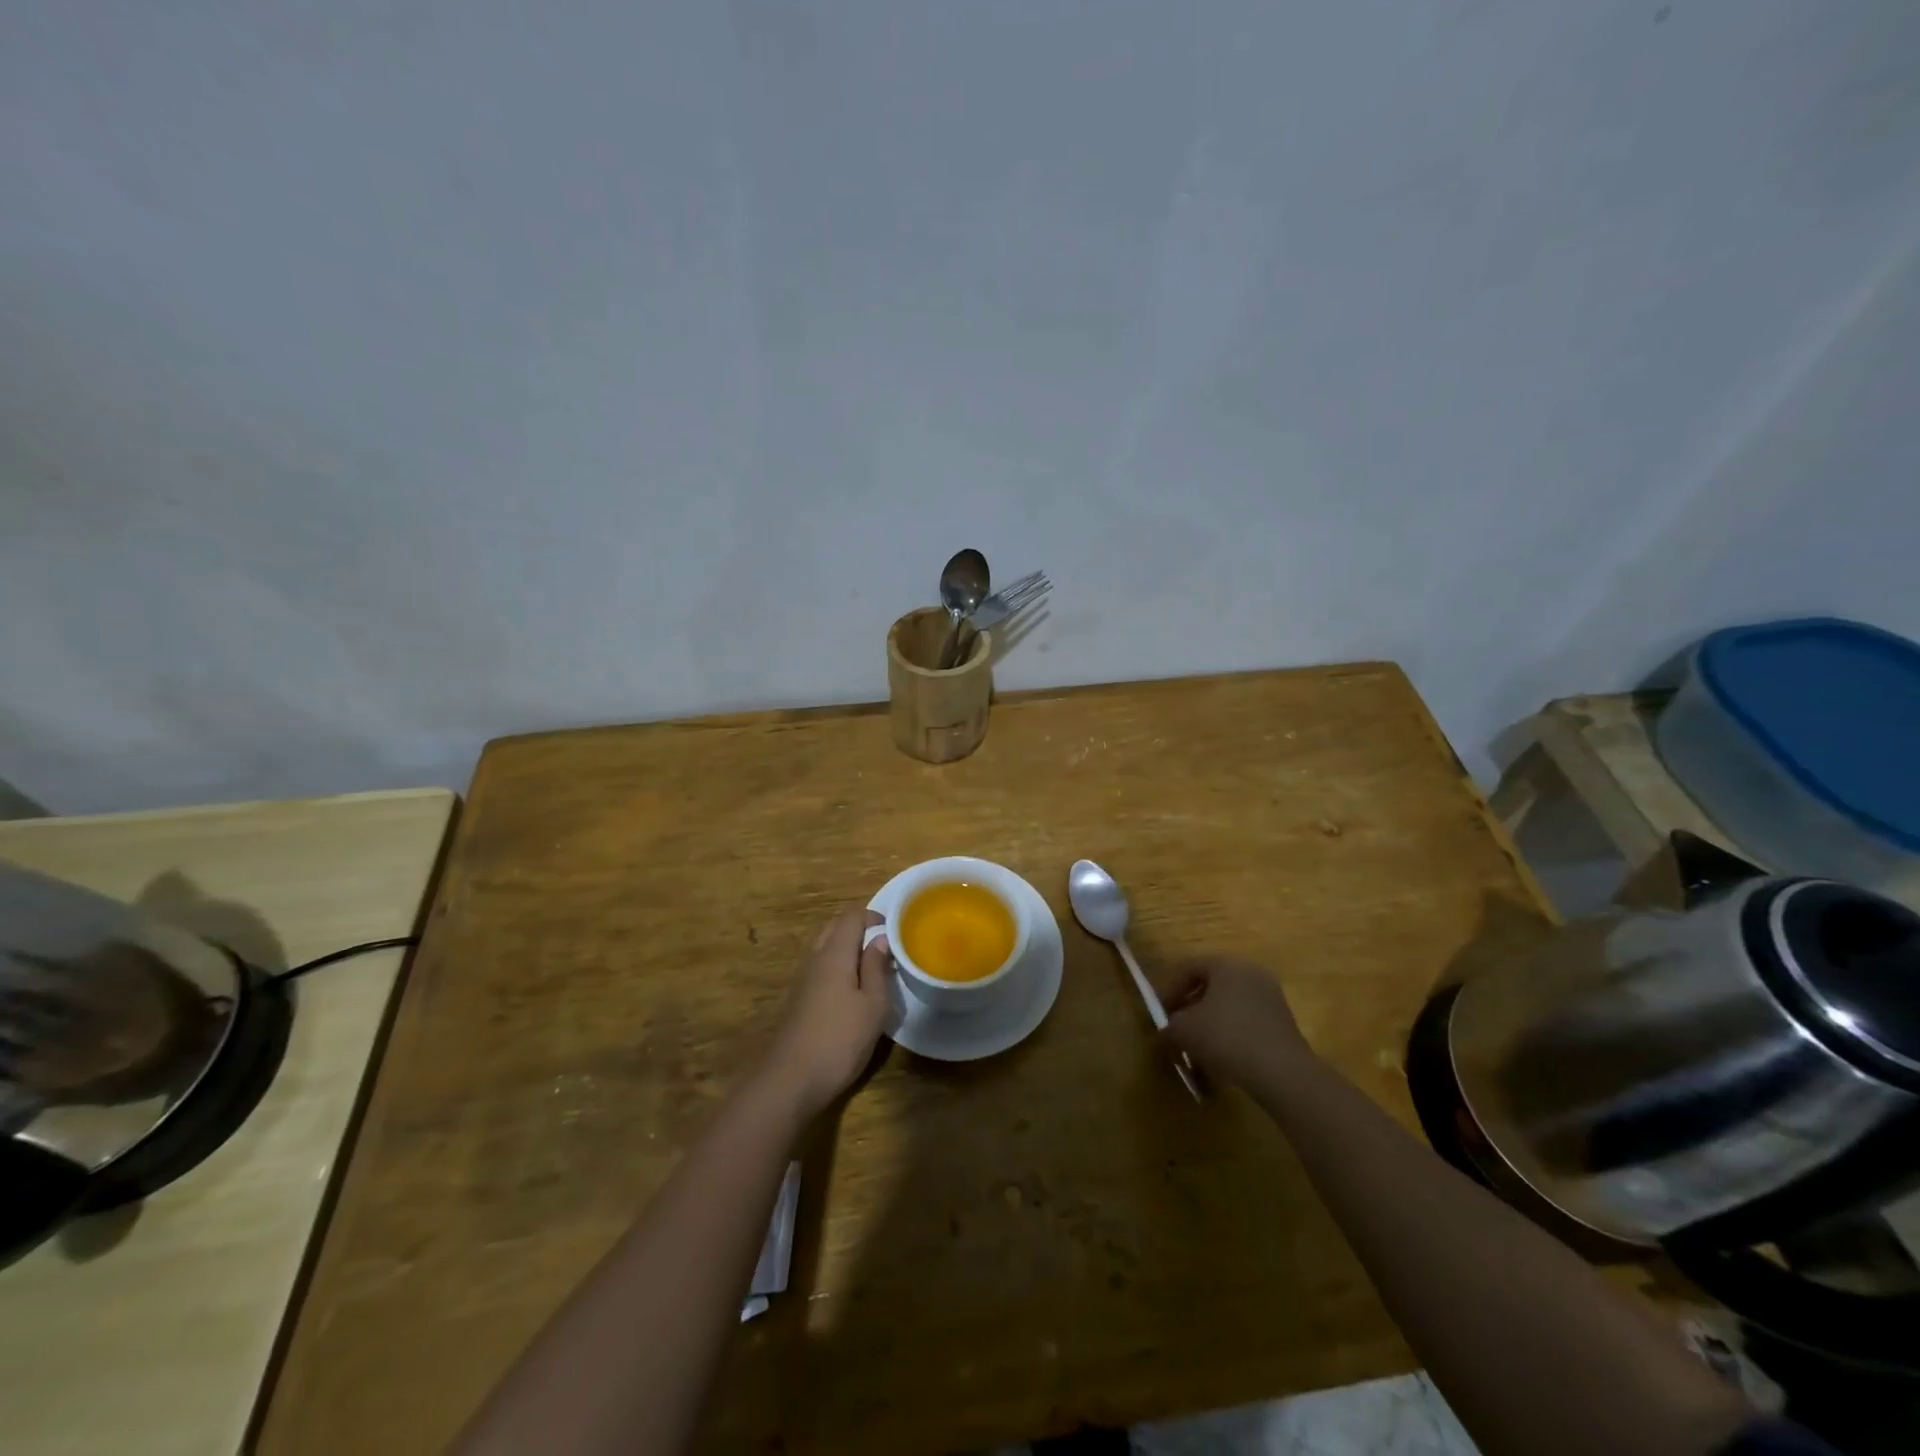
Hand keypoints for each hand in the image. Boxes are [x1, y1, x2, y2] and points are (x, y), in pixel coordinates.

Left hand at [762, 908, 894, 1117]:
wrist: (790, 1080)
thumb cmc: (840, 1039)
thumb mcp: (873, 1005)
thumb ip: (877, 968)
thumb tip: (880, 939)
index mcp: (834, 953)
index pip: (851, 917)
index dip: (874, 917)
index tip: (895, 930)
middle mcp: (815, 958)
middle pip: (835, 927)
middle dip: (860, 929)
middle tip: (885, 946)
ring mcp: (803, 979)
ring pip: (826, 947)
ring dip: (848, 948)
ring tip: (873, 967)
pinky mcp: (799, 998)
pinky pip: (820, 967)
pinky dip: (838, 966)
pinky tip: (852, 990)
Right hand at [1157, 956, 1314, 1089]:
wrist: (1282, 1073)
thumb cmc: (1226, 1037)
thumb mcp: (1184, 1030)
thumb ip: (1169, 1025)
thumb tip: (1166, 1030)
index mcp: (1227, 964)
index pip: (1188, 968)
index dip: (1168, 990)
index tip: (1159, 1014)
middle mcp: (1250, 973)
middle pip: (1210, 986)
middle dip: (1189, 1008)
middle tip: (1176, 1029)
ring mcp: (1270, 997)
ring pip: (1228, 1006)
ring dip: (1208, 1024)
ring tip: (1196, 1049)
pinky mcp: (1282, 1022)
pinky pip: (1246, 1022)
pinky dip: (1229, 1035)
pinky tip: (1220, 1059)